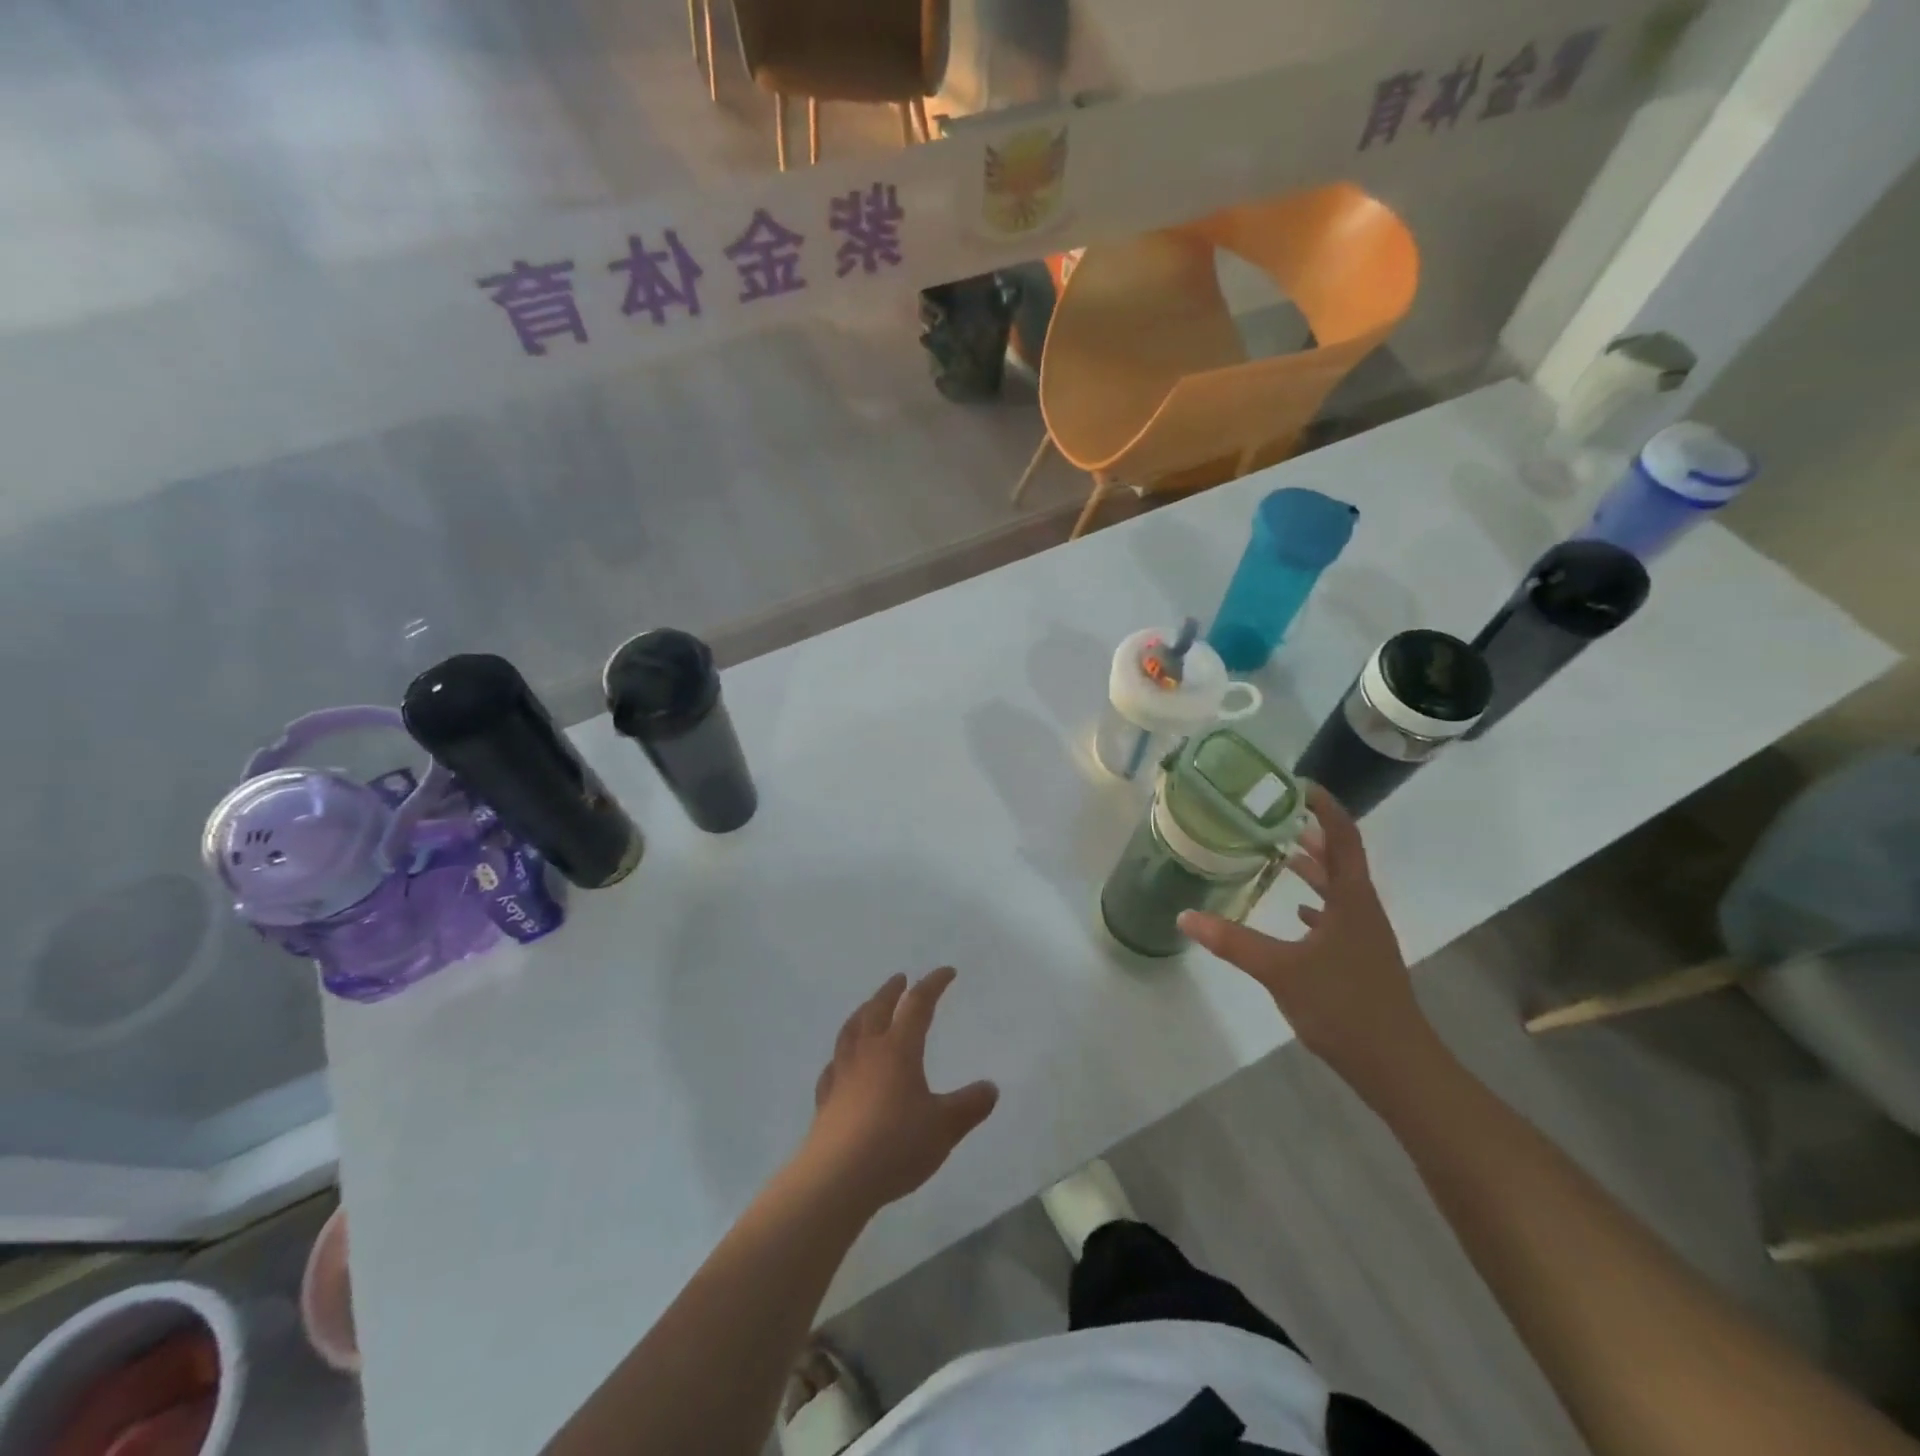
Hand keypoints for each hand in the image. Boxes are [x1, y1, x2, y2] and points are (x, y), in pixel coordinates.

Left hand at [802, 968, 998, 1211]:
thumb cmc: (895, 1145)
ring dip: (863, 1012)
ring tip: (869, 1008)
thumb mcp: (944, 1127)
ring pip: (851, 1030)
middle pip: (877, 1009)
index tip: (947, 972)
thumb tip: (991, 1087)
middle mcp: (868, 1052)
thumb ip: (969, 1106)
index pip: (918, 1005)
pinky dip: (842, 1053)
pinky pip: (834, 1065)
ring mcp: (842, 1074)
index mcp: (898, 1049)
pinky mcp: (825, 1099)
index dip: (933, 985)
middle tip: (901, 979)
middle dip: (891, 991)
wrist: (836, 1179)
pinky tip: (842, 1062)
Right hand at [1179, 785, 1435, 1088]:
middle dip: (1314, 833)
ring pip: (1340, 889)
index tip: (1299, 786)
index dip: (1326, 808)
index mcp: (1352, 900)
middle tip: (1276, 815)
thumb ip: (1232, 941)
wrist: (1397, 1066)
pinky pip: (1338, 917)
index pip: (1344, 838)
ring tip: (1282, 853)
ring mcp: (1365, 936)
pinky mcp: (1360, 960)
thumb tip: (1185, 916)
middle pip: (1342, 859)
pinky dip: (1317, 904)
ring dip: (1316, 868)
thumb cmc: (1343, 1007)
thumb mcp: (1280, 970)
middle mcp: (1363, 910)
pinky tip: (1297, 914)